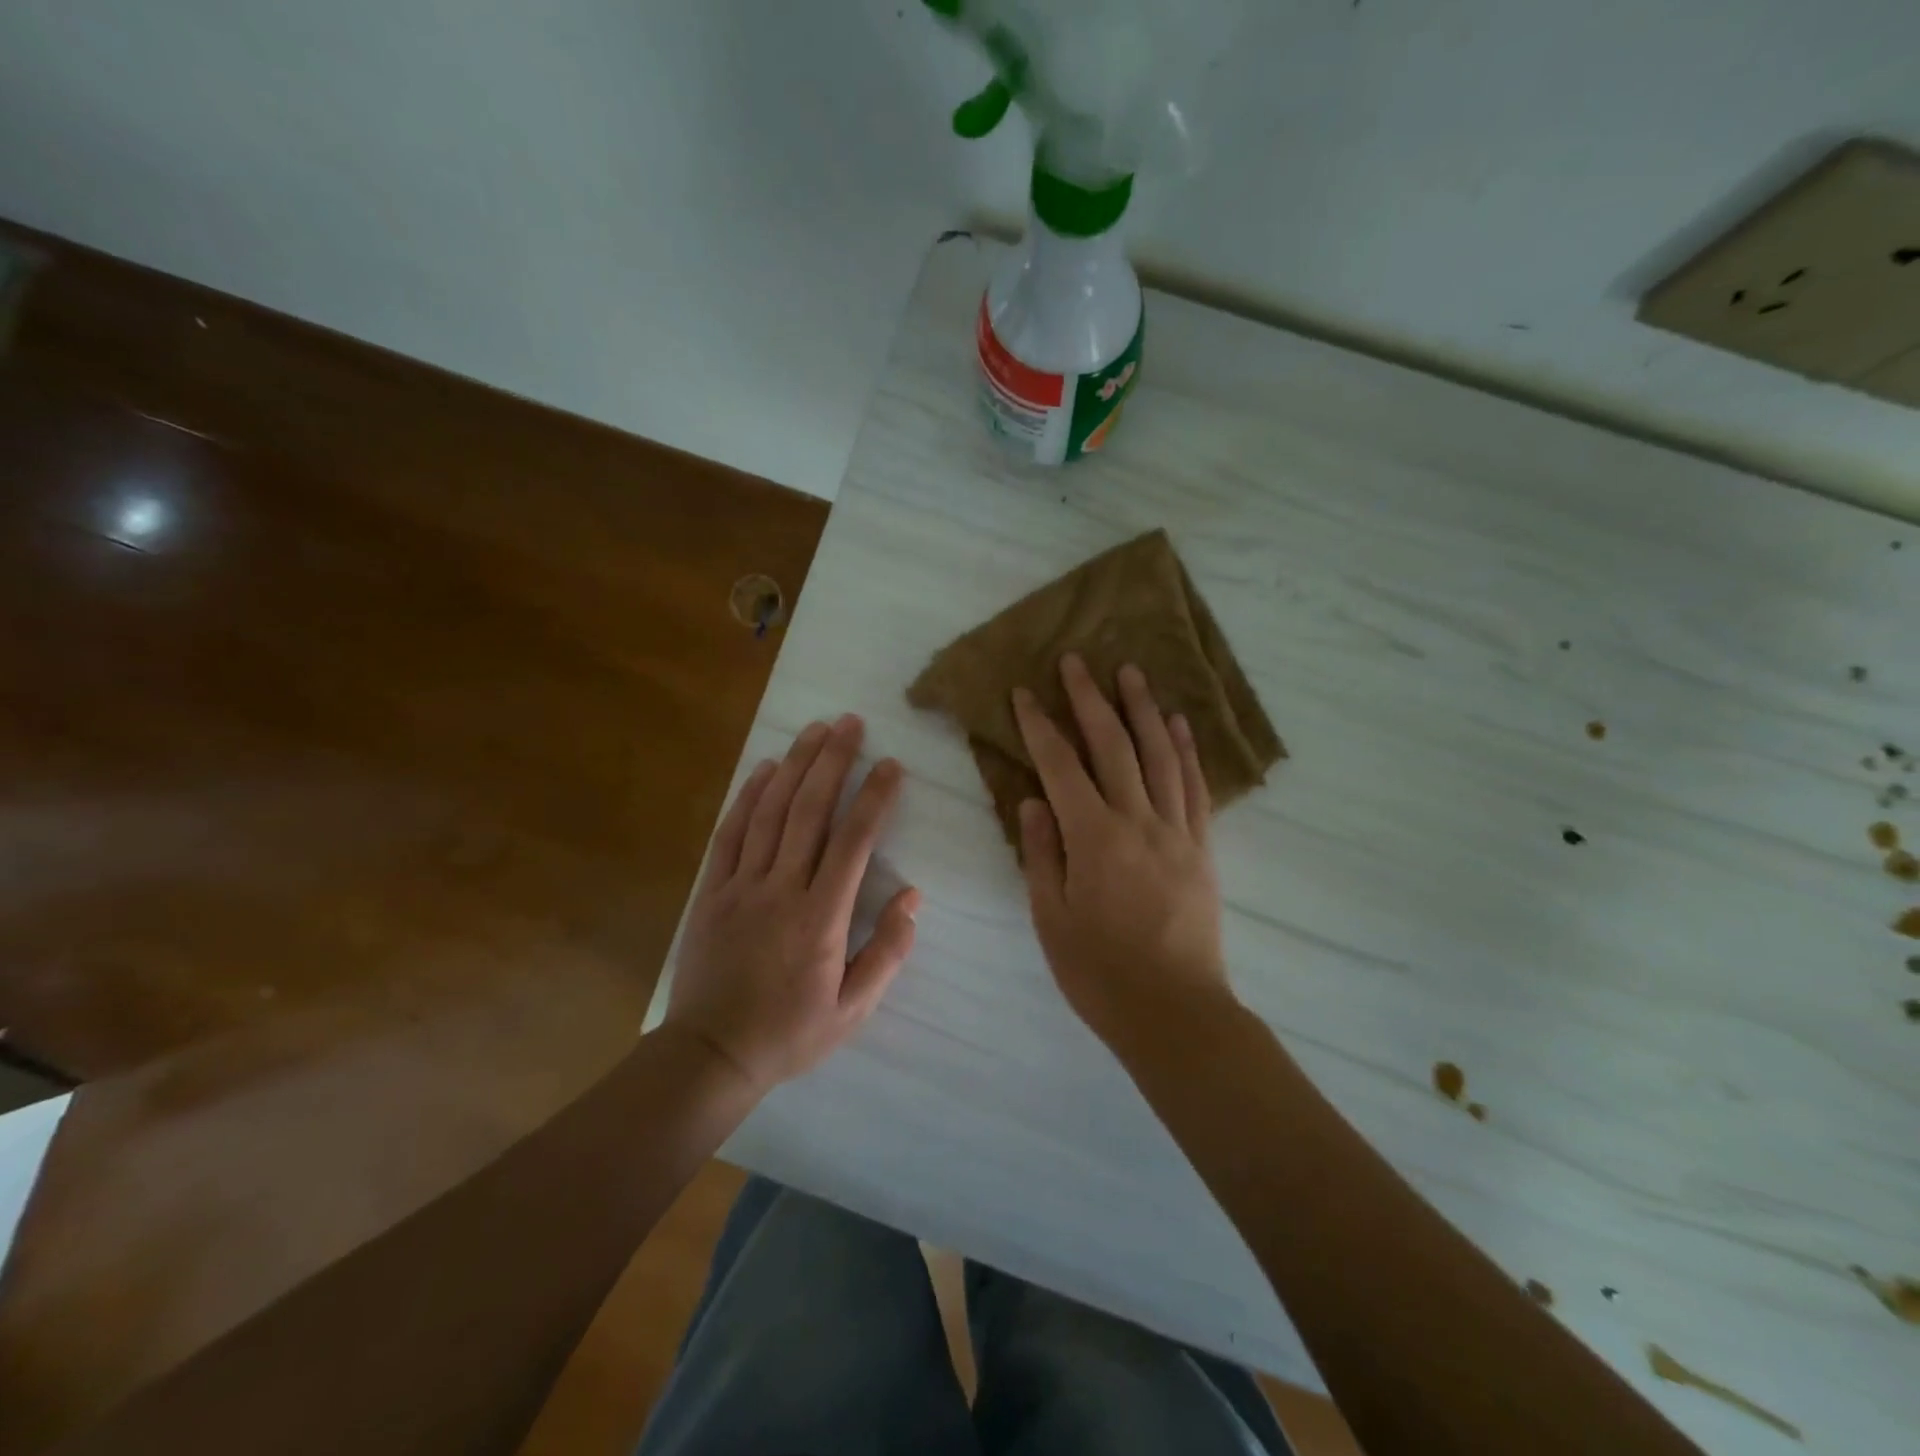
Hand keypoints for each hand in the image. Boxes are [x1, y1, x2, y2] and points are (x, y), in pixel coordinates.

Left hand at [666, 715, 918, 1092]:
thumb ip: (887, 951)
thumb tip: (913, 896)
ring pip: (770, 812)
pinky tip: (765, 768)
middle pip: (809, 810)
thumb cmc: (791, 1033)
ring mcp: (741, 885)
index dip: (874, 797)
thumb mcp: (853, 1009)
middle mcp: (781, 889)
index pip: (853, 841)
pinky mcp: (712, 890)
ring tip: (815, 729)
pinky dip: (748, 796)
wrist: (711, 1054)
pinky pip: (731, 833)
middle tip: (850, 723)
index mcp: (821, 917)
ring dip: (795, 765)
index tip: (891, 765)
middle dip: (833, 761)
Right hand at [1013, 655, 1233, 1054]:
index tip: (1025, 693)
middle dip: (1090, 699)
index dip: (1040, 725)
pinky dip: (1185, 750)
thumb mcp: (1050, 917)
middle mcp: (1137, 821)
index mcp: (1093, 838)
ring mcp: (1176, 831)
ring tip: (1131, 672)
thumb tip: (1032, 801)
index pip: (1060, 766)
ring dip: (1143, 709)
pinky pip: (1194, 788)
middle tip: (1077, 661)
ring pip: (1159, 755)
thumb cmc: (1099, 972)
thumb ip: (1041, 853)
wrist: (1175, 1012)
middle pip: (1112, 746)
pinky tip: (1178, 724)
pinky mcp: (1202, 847)